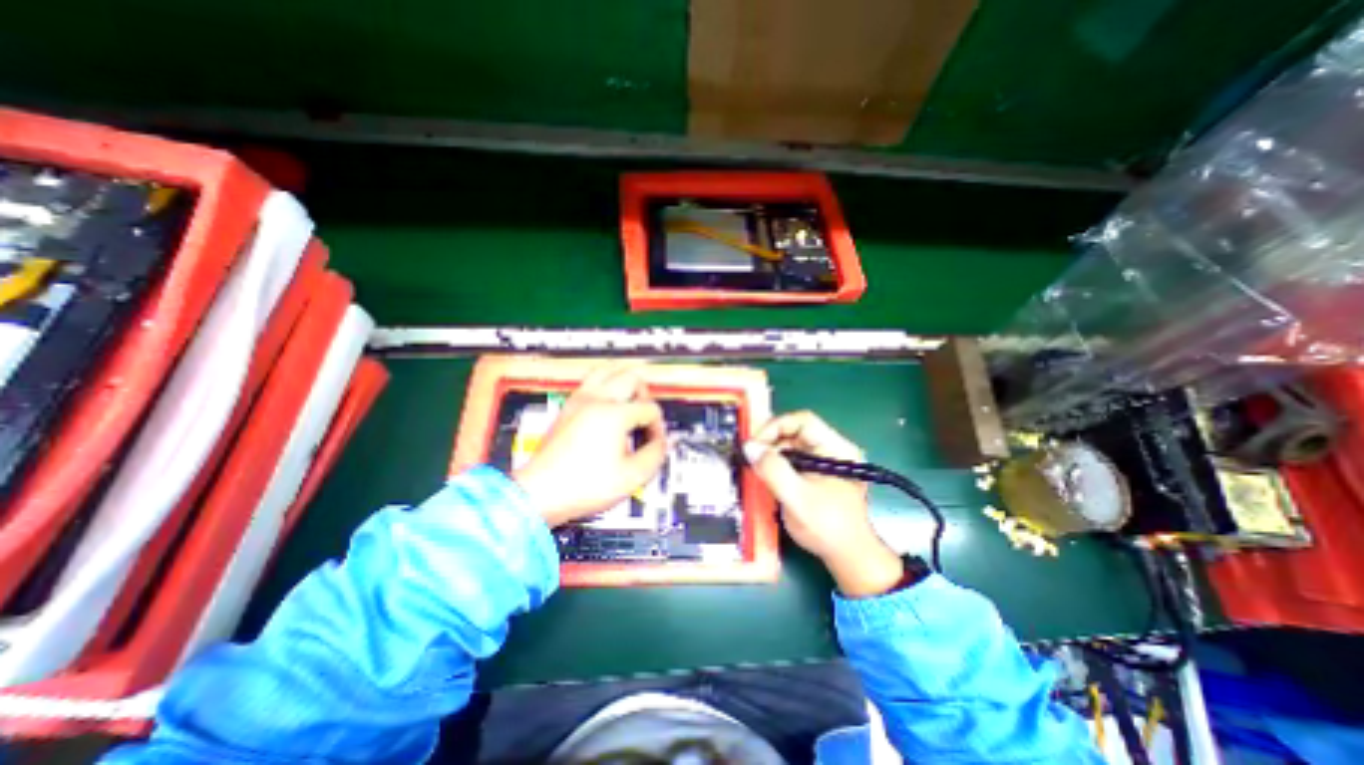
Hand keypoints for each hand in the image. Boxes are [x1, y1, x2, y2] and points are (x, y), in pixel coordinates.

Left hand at [516, 362, 669, 527]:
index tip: (653, 443)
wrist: (541, 493)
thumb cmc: (581, 486)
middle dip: (646, 395)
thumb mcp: (631, 477)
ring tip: (630, 398)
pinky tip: (608, 402)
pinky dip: (605, 384)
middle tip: (646, 414)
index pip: (650, 408)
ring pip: (608, 370)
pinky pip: (591, 381)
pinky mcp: (568, 407)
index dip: (658, 427)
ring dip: (624, 380)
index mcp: (614, 415)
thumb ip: (655, 454)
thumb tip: (662, 442)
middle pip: (632, 378)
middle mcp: (597, 400)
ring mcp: (579, 401)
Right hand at [741, 411, 902, 597]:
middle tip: (750, 457)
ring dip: (771, 453)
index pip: (803, 421)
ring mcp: (824, 460)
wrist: (848, 557)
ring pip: (791, 445)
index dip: (775, 427)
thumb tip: (749, 448)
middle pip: (795, 431)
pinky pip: (792, 459)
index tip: (755, 445)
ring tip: (755, 467)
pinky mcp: (817, 472)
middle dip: (770, 442)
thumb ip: (773, 471)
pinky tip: (765, 476)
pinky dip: (776, 464)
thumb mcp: (797, 498)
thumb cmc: (828, 528)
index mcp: (837, 448)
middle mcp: (832, 448)